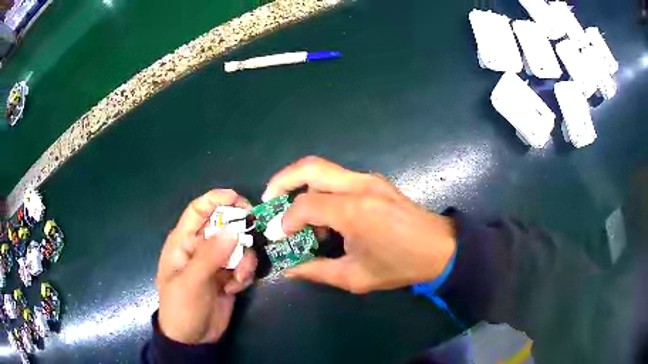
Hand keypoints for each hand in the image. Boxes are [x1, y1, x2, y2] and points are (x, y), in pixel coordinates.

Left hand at [157, 189, 256, 343]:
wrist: (194, 339)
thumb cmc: (182, 307)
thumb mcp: (192, 281)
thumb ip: (210, 255)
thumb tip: (233, 229)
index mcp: (183, 242)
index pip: (197, 211)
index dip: (215, 200)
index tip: (238, 198)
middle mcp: (200, 248)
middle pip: (222, 225)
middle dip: (238, 230)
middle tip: (253, 234)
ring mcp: (215, 263)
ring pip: (237, 246)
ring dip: (243, 259)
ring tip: (239, 277)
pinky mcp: (228, 276)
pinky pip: (242, 265)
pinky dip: (244, 274)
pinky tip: (236, 288)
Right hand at [262, 156, 456, 293]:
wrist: (440, 248)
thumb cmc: (400, 265)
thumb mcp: (355, 277)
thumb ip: (317, 271)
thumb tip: (289, 271)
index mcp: (353, 211)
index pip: (304, 205)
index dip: (286, 221)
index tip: (281, 236)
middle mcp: (359, 186)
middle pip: (309, 167)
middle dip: (281, 181)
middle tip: (269, 201)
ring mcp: (369, 179)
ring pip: (323, 169)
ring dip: (302, 186)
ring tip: (298, 216)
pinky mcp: (375, 181)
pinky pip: (338, 178)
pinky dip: (321, 190)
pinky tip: (325, 216)